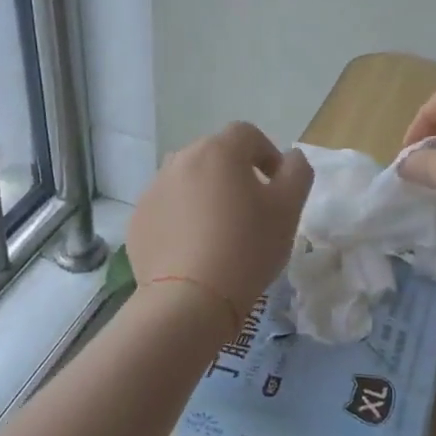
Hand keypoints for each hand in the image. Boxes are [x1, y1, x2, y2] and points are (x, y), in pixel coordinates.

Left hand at [129, 122, 313, 321]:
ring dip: (207, 195)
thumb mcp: (289, 208)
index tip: (276, 187)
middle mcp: (180, 160)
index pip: (247, 134)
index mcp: (219, 151)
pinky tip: (195, 250)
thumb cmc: (247, 248)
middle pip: (215, 156)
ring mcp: (153, 190)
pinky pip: (168, 209)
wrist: (189, 300)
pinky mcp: (137, 220)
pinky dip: (182, 219)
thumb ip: (297, 172)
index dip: (267, 154)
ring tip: (220, 232)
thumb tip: (289, 158)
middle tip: (251, 212)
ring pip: (189, 181)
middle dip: (235, 175)